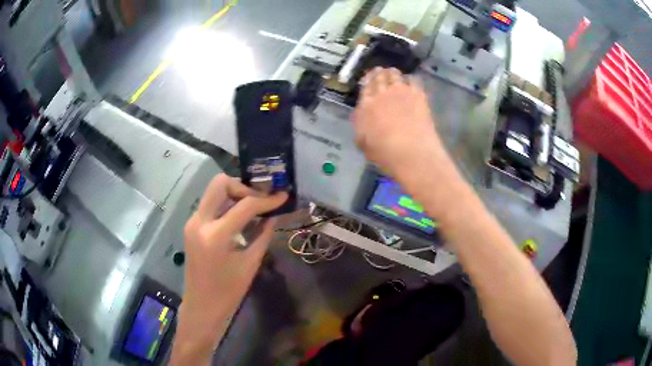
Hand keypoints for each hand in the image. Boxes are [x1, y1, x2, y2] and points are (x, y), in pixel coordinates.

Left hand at [171, 174, 286, 364]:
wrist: (202, 306)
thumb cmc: (228, 292)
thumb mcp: (250, 263)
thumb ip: (263, 235)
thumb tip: (274, 214)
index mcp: (216, 235)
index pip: (245, 205)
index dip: (267, 199)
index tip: (282, 195)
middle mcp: (200, 221)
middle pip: (220, 183)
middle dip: (243, 187)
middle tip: (260, 200)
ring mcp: (192, 222)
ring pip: (213, 191)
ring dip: (234, 194)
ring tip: (253, 207)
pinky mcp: (192, 226)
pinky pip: (210, 205)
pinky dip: (226, 205)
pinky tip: (239, 218)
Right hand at [352, 67, 442, 176]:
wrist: (412, 152)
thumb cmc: (385, 153)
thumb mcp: (363, 144)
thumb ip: (360, 126)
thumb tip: (359, 116)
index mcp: (366, 106)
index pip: (365, 87)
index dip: (367, 81)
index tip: (368, 79)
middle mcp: (381, 94)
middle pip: (379, 77)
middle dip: (378, 73)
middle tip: (380, 71)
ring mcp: (401, 92)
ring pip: (395, 74)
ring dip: (392, 73)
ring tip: (393, 73)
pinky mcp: (418, 95)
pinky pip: (413, 80)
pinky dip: (410, 79)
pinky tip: (411, 82)